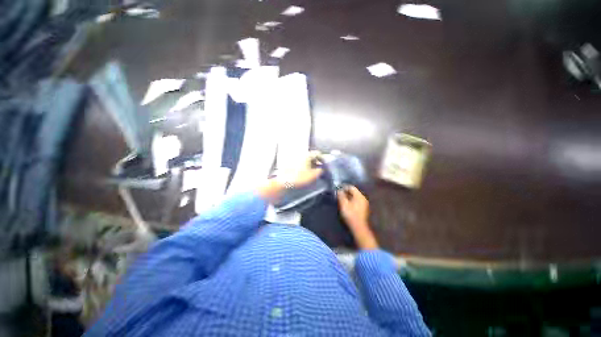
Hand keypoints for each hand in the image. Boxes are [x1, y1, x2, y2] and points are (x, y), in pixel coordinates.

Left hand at [259, 151, 322, 200]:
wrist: (284, 182)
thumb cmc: (300, 178)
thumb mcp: (313, 175)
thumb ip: (320, 171)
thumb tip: (322, 169)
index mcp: (307, 155)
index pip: (317, 153)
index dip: (322, 159)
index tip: (325, 165)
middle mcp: (301, 155)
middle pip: (311, 156)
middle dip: (316, 162)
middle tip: (319, 170)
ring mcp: (295, 159)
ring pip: (305, 160)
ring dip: (310, 165)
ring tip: (312, 173)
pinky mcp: (290, 164)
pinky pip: (300, 163)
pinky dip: (304, 167)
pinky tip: (304, 174)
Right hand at [337, 186, 378, 249]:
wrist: (358, 227)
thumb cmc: (350, 215)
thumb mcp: (344, 204)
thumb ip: (341, 196)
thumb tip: (339, 190)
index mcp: (359, 196)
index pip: (351, 187)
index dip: (344, 187)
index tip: (337, 189)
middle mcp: (363, 198)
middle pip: (353, 192)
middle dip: (346, 192)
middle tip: (338, 194)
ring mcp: (364, 204)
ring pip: (355, 197)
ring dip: (348, 197)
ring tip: (341, 199)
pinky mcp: (363, 209)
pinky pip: (356, 201)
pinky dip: (351, 201)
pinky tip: (346, 204)